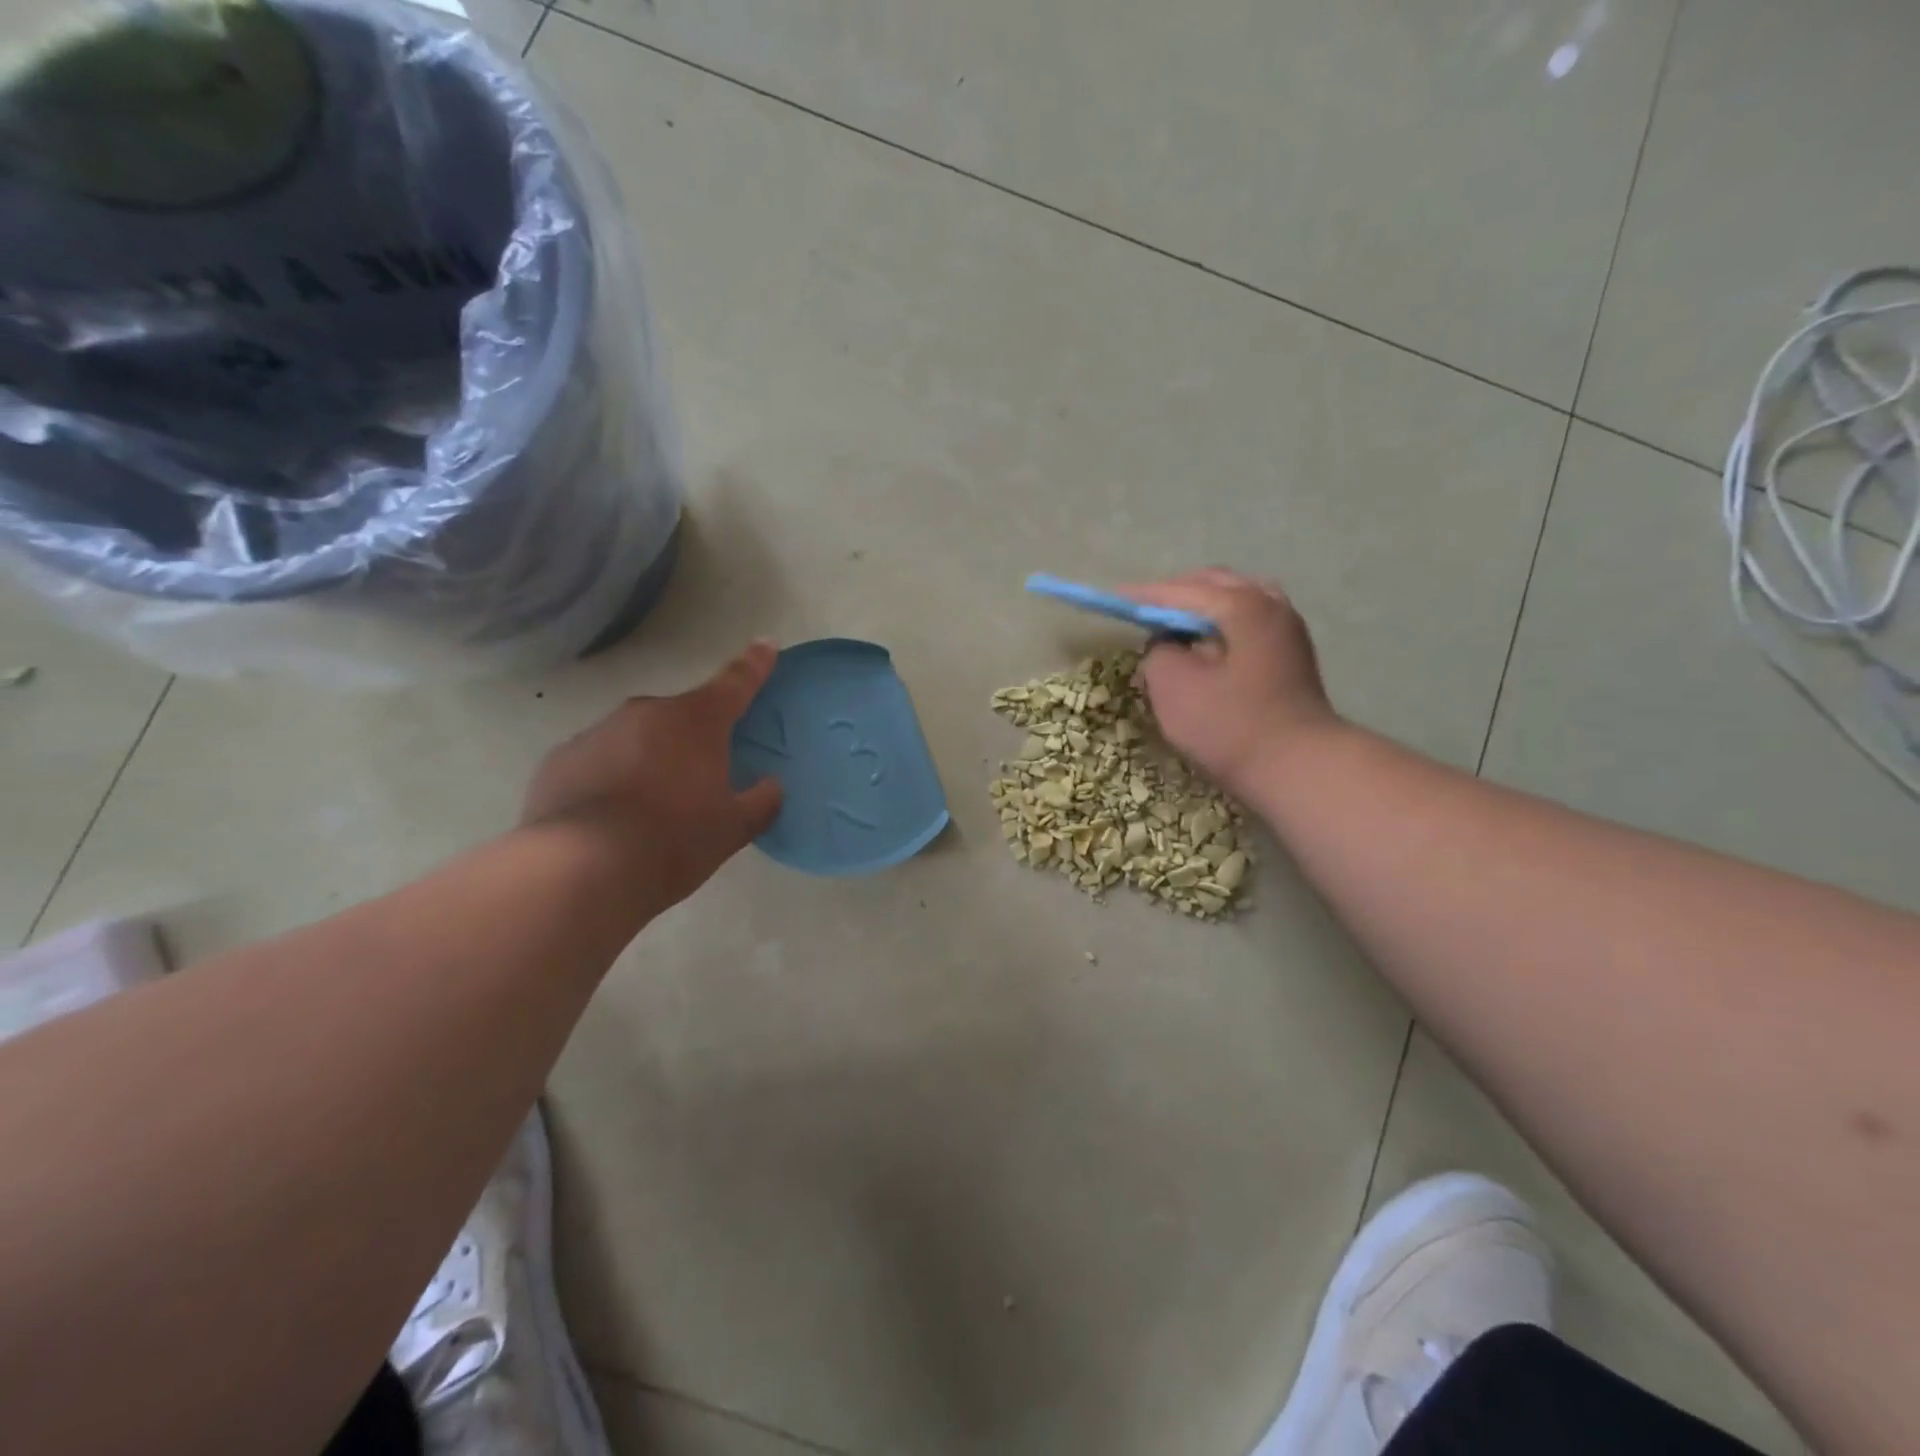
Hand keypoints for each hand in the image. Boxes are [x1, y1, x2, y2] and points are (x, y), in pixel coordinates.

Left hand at [521, 641, 784, 908]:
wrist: (580, 870)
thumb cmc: (672, 841)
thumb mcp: (731, 829)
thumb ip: (760, 802)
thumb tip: (771, 786)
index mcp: (696, 722)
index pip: (734, 684)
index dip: (754, 665)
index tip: (765, 645)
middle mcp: (646, 714)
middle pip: (681, 716)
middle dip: (694, 737)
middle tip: (700, 777)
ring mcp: (598, 733)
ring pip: (637, 738)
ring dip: (650, 759)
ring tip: (650, 808)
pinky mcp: (560, 760)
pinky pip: (599, 760)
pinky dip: (611, 778)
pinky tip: (610, 817)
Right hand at [1123, 569, 1338, 792]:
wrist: (1299, 768)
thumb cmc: (1230, 726)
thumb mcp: (1173, 687)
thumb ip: (1159, 652)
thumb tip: (1168, 643)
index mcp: (1243, 605)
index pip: (1182, 592)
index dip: (1144, 596)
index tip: (1115, 598)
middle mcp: (1272, 605)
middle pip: (1216, 586)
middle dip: (1177, 594)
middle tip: (1144, 610)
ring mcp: (1288, 631)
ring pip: (1237, 602)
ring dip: (1202, 608)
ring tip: (1174, 627)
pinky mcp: (1291, 657)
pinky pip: (1249, 624)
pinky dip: (1222, 625)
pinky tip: (1206, 646)